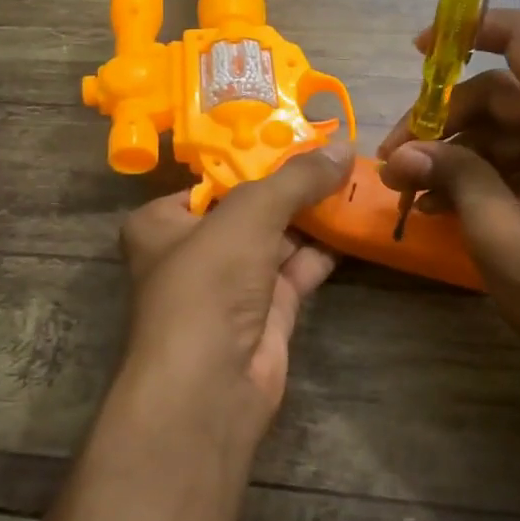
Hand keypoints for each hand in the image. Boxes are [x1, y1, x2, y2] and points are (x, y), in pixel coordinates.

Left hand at [116, 143, 353, 460]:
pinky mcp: (267, 311)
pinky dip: (325, 247)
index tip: (301, 132)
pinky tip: (355, 221)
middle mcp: (194, 250)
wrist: (209, 388)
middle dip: (294, 184)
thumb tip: (343, 146)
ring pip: (279, 237)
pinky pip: (299, 268)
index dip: (257, 155)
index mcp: (163, 222)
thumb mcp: (250, 213)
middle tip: (338, 153)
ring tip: (356, 178)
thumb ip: (296, 178)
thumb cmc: (208, 283)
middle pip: (251, 206)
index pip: (214, 178)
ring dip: (314, 213)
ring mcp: (232, 284)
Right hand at [377, 10, 519, 412]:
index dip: (470, 30)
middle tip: (395, 160)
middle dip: (445, 119)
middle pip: (506, 90)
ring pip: (510, 127)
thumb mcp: (499, 235)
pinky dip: (484, 173)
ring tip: (407, 191)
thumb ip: (453, 177)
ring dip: (458, 152)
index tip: (419, 51)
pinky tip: (440, 205)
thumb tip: (406, 152)